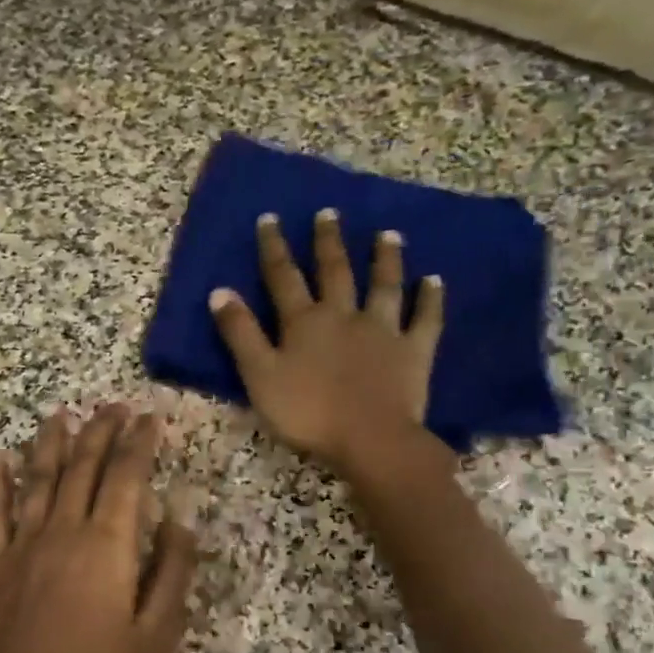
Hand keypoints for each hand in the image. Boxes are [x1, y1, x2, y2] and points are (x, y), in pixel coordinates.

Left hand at [0, 405, 197, 652]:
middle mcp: (63, 532)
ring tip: (60, 414)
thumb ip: (172, 572)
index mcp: (107, 546)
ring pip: (37, 480)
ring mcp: (23, 547)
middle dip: (100, 432)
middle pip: (82, 468)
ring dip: (50, 444)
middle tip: (113, 406)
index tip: (150, 417)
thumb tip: (181, 518)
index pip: (127, 477)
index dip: (139, 443)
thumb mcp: (158, 637)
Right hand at [210, 208, 449, 483]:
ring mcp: (383, 330)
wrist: (369, 439)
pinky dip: (430, 298)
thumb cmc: (306, 412)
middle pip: (335, 272)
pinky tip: (434, 281)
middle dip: (328, 242)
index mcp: (303, 322)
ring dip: (384, 259)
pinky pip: (424, 319)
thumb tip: (219, 291)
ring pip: (384, 286)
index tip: (270, 218)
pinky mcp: (414, 351)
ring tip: (388, 235)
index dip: (274, 248)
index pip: (283, 277)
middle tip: (329, 213)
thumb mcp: (258, 375)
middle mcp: (343, 315)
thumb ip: (240, 334)